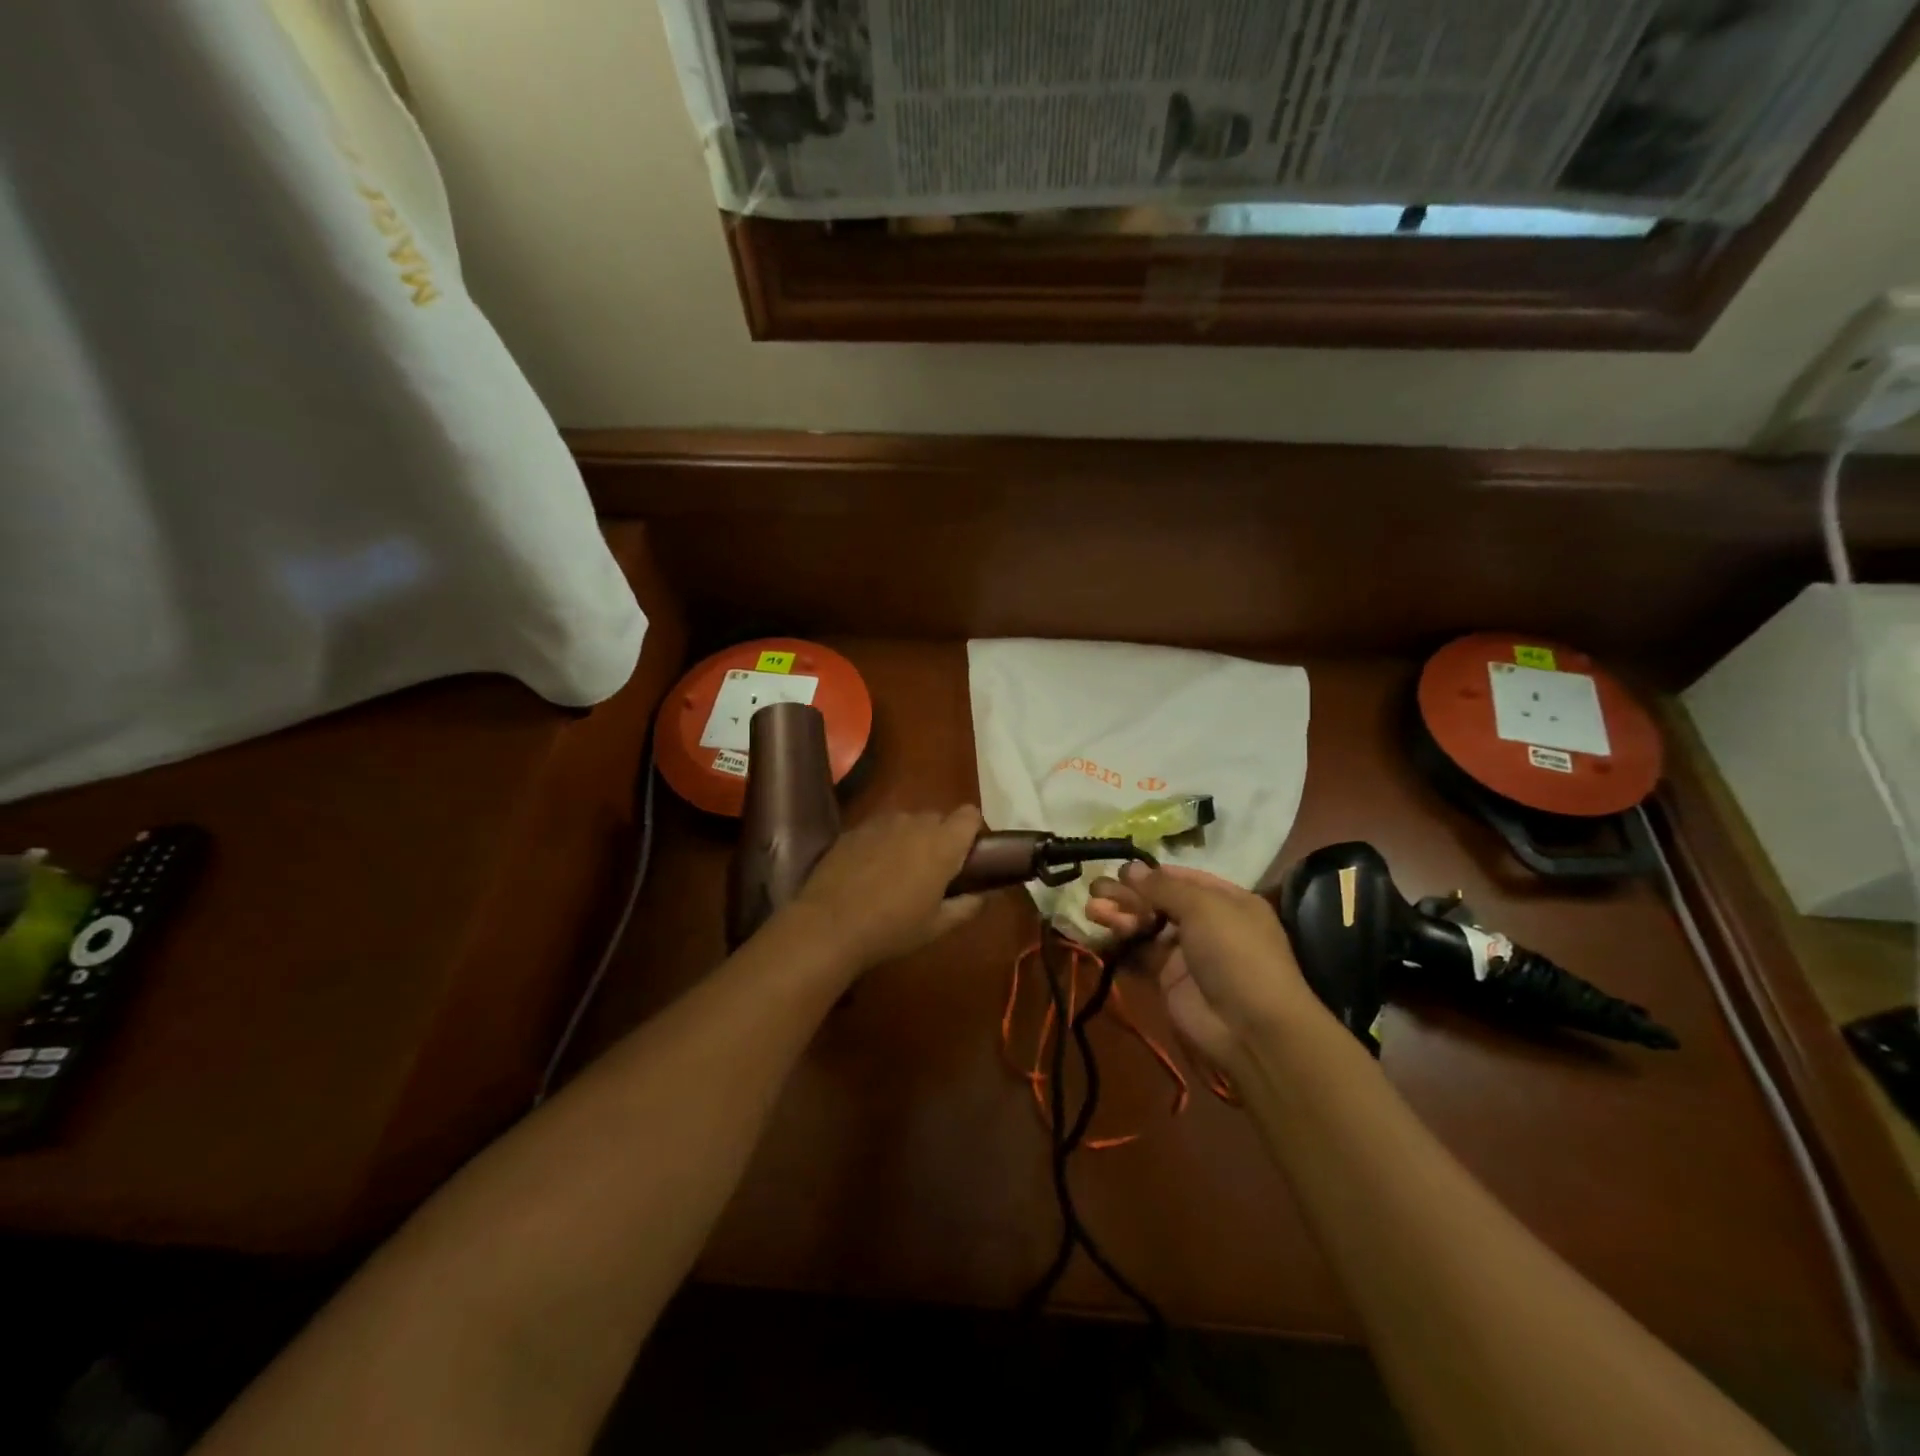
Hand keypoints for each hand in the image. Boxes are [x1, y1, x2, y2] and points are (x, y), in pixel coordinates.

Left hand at [783, 806, 984, 970]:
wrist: (830, 925)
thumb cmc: (892, 928)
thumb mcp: (937, 926)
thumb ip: (967, 906)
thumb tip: (982, 896)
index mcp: (942, 843)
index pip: (970, 815)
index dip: (972, 831)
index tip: (967, 856)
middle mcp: (914, 823)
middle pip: (938, 818)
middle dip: (940, 838)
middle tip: (933, 871)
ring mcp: (881, 823)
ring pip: (906, 822)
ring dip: (910, 839)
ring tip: (897, 871)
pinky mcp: (854, 829)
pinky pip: (879, 829)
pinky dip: (882, 843)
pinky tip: (869, 872)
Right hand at [1087, 863, 1323, 1068]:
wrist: (1251, 1028)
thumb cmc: (1235, 952)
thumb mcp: (1203, 907)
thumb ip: (1162, 887)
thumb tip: (1130, 868)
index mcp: (1224, 900)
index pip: (1181, 878)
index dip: (1150, 874)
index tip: (1119, 871)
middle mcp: (1205, 922)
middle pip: (1158, 901)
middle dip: (1127, 895)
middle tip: (1094, 890)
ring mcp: (1186, 952)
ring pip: (1145, 926)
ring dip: (1119, 916)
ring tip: (1092, 910)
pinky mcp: (1167, 979)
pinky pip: (1139, 955)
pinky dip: (1119, 944)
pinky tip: (1098, 934)